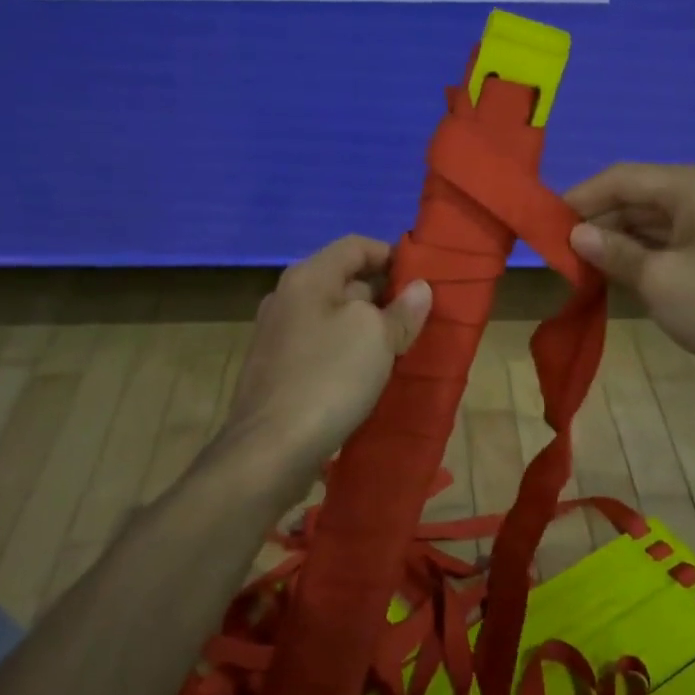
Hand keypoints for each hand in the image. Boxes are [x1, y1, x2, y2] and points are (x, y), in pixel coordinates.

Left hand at [223, 235, 432, 471]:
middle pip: (344, 280)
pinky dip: (347, 351)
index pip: (355, 245)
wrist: (270, 449)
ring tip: (401, 347)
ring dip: (367, 327)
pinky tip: (368, 375)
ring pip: (333, 317)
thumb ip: (402, 310)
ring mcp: (277, 336)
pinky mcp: (276, 370)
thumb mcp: (376, 337)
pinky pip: (320, 347)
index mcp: (308, 277)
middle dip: (384, 294)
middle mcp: (287, 298)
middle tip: (419, 317)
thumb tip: (420, 288)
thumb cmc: (328, 378)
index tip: (423, 278)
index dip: (391, 255)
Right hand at [564, 163, 694, 404]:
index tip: (545, 223)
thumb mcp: (660, 281)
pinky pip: (665, 241)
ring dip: (614, 240)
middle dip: (596, 222)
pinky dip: (637, 254)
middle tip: (557, 253)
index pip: (623, 178)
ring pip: (648, 221)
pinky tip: (611, 274)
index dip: (580, 198)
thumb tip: (574, 235)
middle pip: (635, 197)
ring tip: (577, 266)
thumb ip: (613, 252)